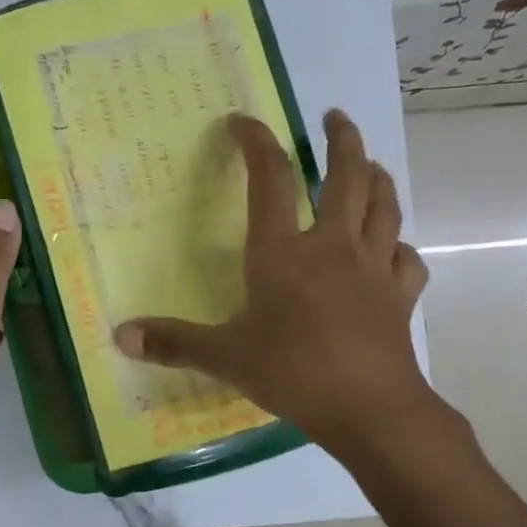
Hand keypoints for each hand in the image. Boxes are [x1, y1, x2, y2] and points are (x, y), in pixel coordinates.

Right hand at [114, 110, 436, 457]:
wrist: (369, 409)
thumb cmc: (292, 373)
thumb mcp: (224, 357)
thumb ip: (173, 342)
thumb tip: (120, 336)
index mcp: (283, 252)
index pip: (270, 178)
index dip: (256, 142)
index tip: (242, 122)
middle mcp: (332, 246)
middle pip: (346, 175)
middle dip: (341, 139)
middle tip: (334, 117)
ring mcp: (373, 268)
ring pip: (384, 206)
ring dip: (378, 177)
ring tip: (370, 164)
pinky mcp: (400, 296)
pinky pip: (407, 259)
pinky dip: (400, 247)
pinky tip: (394, 249)